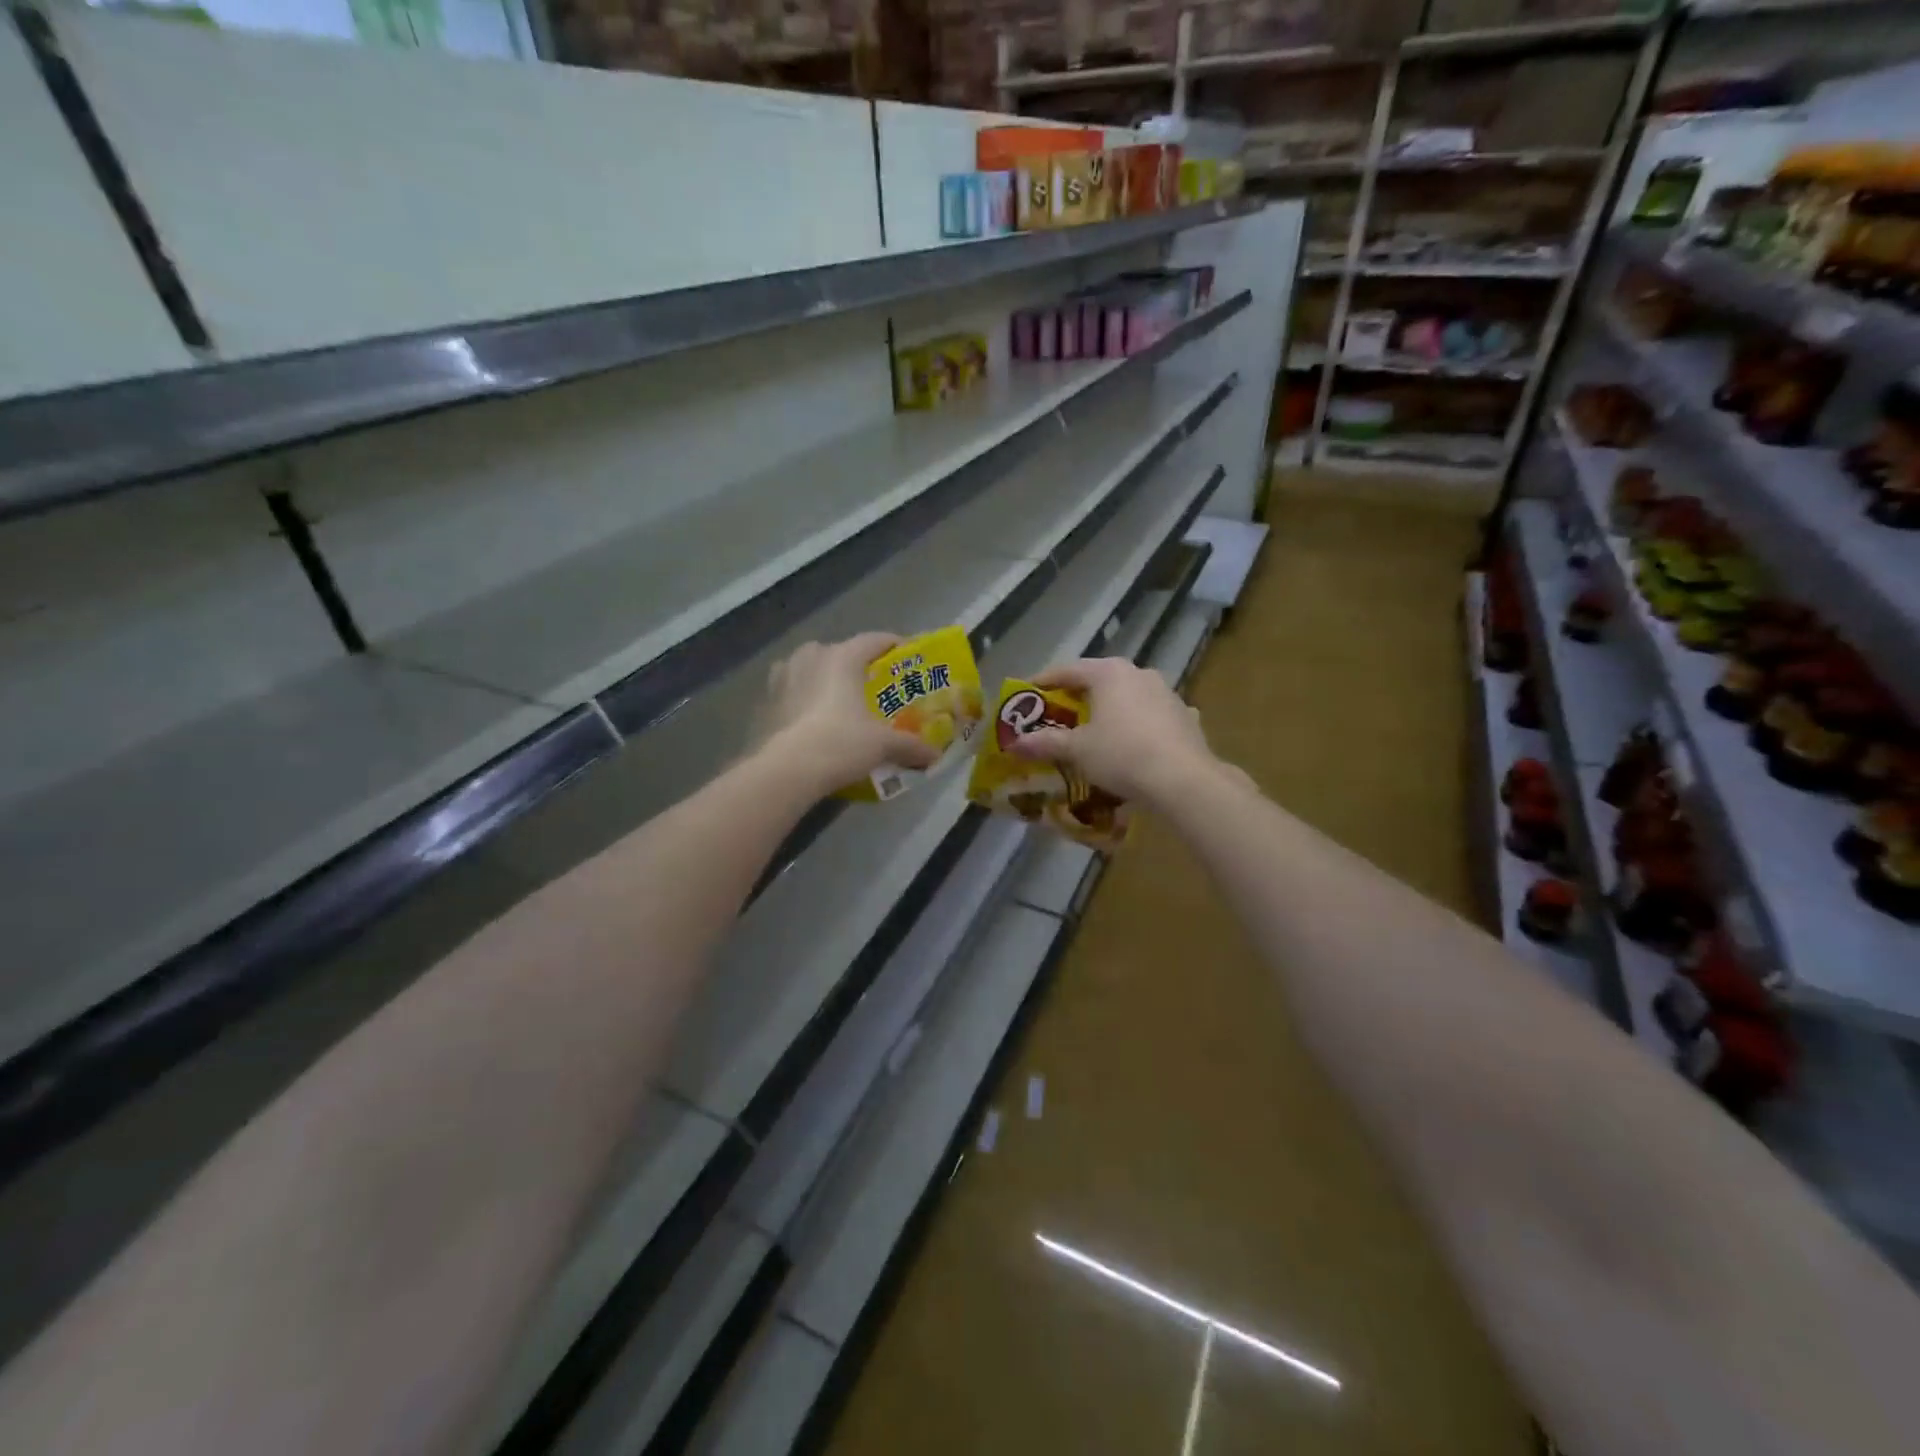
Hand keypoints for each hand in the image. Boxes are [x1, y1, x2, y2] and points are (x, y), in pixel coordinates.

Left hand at [755, 633, 939, 795]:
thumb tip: (934, 756)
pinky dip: (802, 698)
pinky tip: (811, 718)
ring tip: (837, 700)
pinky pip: (790, 691)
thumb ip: (910, 746)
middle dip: (855, 665)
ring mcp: (782, 676)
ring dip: (823, 678)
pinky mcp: (765, 700)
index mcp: (842, 657)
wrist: (787, 769)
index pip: (873, 640)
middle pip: (839, 652)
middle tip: (870, 685)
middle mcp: (811, 657)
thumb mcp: (883, 745)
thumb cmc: (841, 743)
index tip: (906, 653)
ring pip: (809, 668)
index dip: (892, 644)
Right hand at [1008, 656, 1221, 805]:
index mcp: (1109, 673)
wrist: (1182, 779)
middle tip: (1058, 712)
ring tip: (1095, 729)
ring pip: (1128, 696)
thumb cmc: (1121, 755)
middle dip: (1078, 696)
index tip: (1027, 693)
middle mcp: (1139, 673)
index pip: (1068, 670)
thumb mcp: (1077, 750)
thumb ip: (1045, 743)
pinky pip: (1151, 715)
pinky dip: (1136, 724)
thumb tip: (1014, 744)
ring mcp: (1166, 693)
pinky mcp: (1185, 715)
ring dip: (1110, 709)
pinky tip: (1133, 741)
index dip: (1044, 682)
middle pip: (1099, 680)